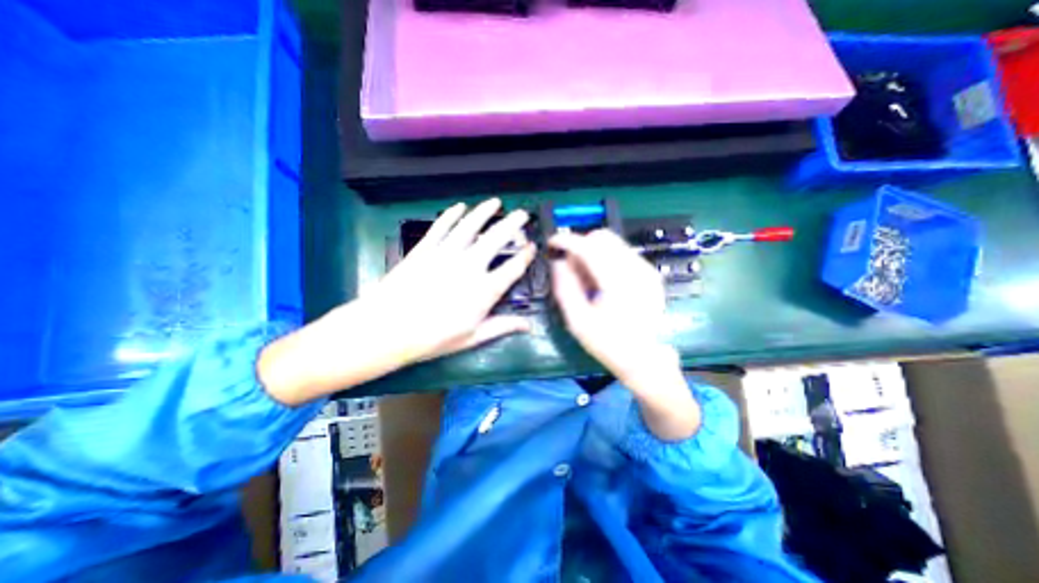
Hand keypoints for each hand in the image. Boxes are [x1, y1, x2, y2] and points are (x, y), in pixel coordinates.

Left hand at [362, 200, 534, 363]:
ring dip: (485, 212)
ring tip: (495, 203)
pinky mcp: (425, 249)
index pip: (513, 268)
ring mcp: (446, 254)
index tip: (532, 247)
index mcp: (484, 290)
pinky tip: (459, 206)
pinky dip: (451, 215)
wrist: (386, 329)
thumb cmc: (432, 338)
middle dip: (513, 224)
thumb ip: (502, 327)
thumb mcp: (472, 338)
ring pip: (470, 226)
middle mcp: (469, 266)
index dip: (526, 256)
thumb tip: (528, 326)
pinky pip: (441, 226)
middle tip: (522, 214)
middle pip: (496, 239)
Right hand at [546, 230, 700, 439]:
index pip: (589, 247)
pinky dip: (605, 258)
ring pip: (613, 243)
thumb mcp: (578, 322)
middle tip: (570, 267)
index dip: (567, 240)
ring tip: (585, 278)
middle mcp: (636, 269)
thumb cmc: (609, 344)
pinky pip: (622, 253)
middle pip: (603, 237)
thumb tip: (558, 263)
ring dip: (592, 252)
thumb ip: (565, 288)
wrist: (645, 360)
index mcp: (618, 283)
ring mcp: (646, 270)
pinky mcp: (649, 274)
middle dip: (580, 245)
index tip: (552, 243)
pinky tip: (600, 280)